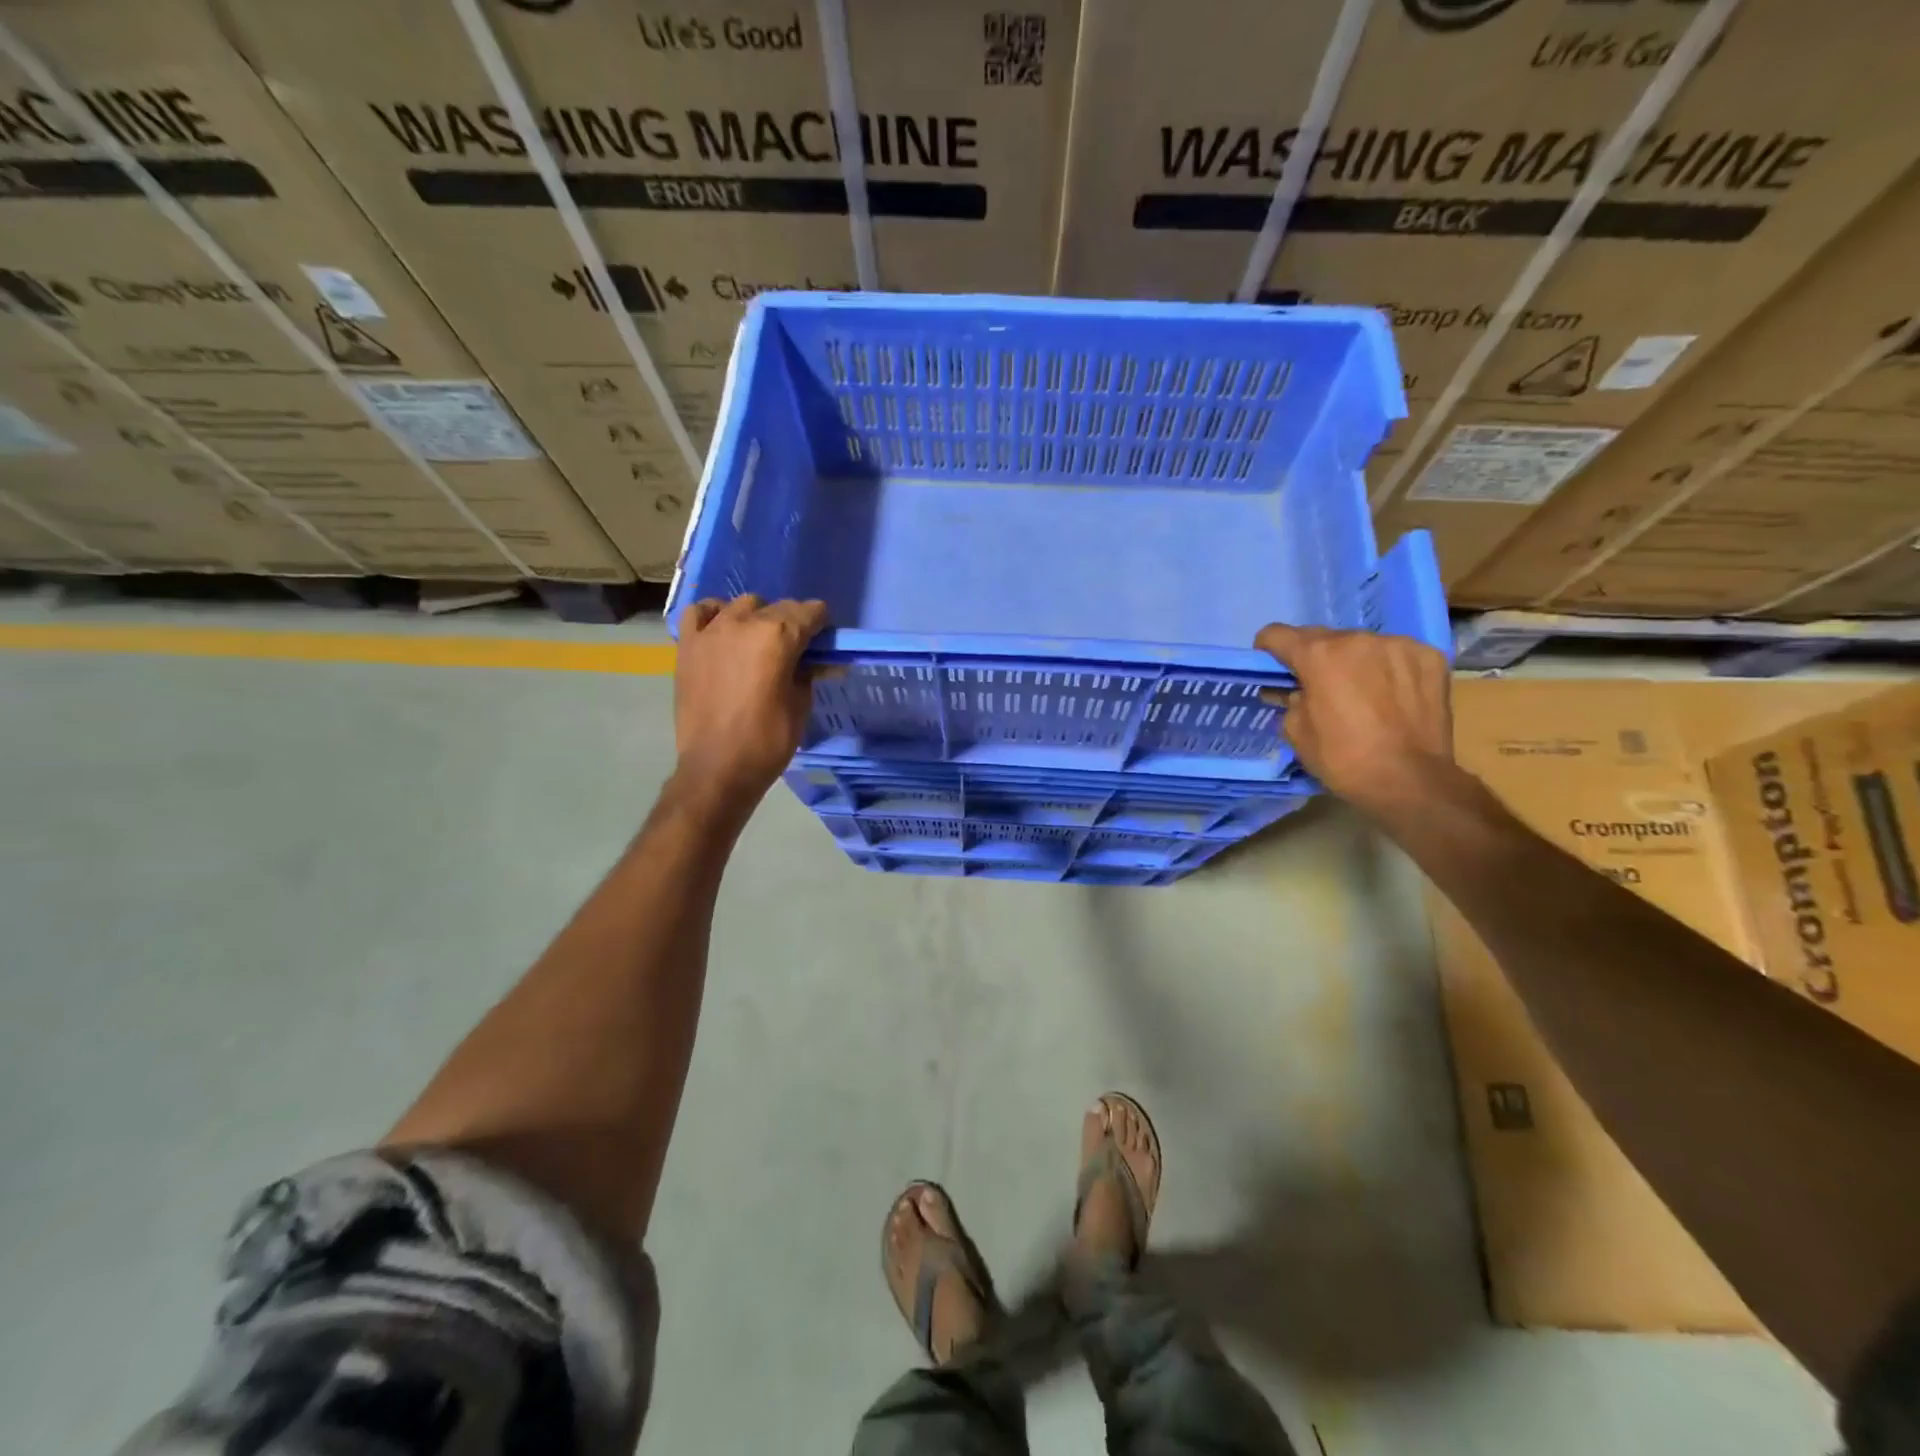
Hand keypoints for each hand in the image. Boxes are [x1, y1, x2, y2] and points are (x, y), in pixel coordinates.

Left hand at [674, 595, 827, 811]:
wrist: (717, 768)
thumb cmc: (768, 740)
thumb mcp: (801, 705)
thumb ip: (808, 673)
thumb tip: (817, 661)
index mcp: (778, 635)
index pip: (809, 611)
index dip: (821, 623)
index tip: (824, 639)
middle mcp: (744, 622)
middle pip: (777, 606)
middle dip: (792, 621)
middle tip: (795, 648)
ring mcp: (711, 631)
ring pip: (741, 605)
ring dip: (756, 617)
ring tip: (758, 641)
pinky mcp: (688, 645)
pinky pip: (700, 613)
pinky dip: (715, 615)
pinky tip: (723, 632)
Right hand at [1253, 623, 1455, 815]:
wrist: (1411, 782)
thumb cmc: (1343, 759)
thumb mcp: (1296, 732)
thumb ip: (1289, 699)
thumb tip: (1293, 690)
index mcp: (1319, 655)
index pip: (1277, 634)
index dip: (1268, 650)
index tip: (1273, 667)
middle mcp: (1357, 639)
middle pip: (1323, 637)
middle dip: (1314, 658)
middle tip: (1319, 686)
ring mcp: (1398, 645)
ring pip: (1362, 645)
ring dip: (1353, 661)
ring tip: (1361, 692)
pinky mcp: (1429, 657)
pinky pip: (1396, 654)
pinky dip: (1387, 668)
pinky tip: (1392, 695)